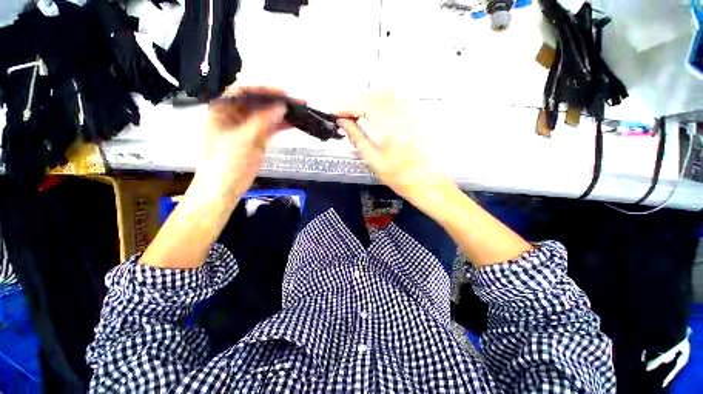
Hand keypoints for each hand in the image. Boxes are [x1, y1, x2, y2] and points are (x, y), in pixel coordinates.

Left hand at [196, 86, 291, 196]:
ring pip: (266, 114)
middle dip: (276, 99)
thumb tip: (282, 106)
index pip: (244, 90)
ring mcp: (247, 126)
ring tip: (300, 109)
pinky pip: (270, 127)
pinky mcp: (257, 137)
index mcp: (223, 108)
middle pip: (257, 101)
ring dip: (282, 112)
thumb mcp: (245, 138)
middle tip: (296, 99)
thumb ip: (263, 120)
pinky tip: (294, 122)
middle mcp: (235, 113)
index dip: (264, 88)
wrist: (226, 186)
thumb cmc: (228, 161)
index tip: (283, 91)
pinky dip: (281, 124)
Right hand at [337, 91, 454, 209]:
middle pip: (376, 93)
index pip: (364, 106)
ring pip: (389, 90)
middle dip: (357, 100)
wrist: (426, 181)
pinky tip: (379, 108)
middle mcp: (403, 115)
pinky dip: (385, 97)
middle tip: (348, 113)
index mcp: (390, 130)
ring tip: (360, 110)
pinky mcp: (419, 114)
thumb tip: (343, 123)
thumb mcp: (373, 160)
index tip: (337, 114)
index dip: (347, 107)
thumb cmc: (399, 176)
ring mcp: (414, 112)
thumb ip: (357, 138)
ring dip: (370, 96)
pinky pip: (400, 95)